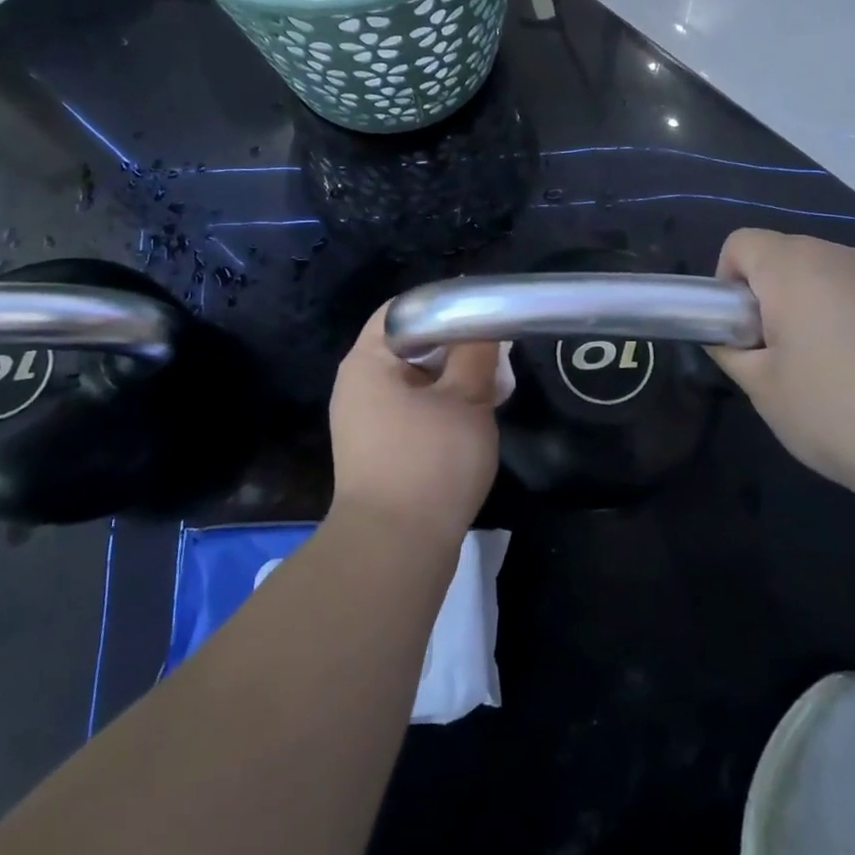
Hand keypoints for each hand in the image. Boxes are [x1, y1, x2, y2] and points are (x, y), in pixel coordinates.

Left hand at [327, 303, 502, 545]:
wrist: (395, 550)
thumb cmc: (429, 462)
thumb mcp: (466, 399)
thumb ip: (477, 354)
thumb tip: (485, 327)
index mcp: (367, 361)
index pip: (402, 310)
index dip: (443, 304)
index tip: (483, 312)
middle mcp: (358, 386)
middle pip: (410, 346)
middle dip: (456, 346)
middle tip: (496, 353)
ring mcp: (365, 422)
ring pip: (416, 382)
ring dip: (454, 380)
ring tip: (494, 387)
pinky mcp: (379, 452)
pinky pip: (413, 413)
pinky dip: (443, 408)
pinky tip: (475, 420)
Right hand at [707, 230, 854, 498]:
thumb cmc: (834, 411)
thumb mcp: (760, 387)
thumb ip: (729, 351)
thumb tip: (725, 338)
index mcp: (793, 267)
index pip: (740, 243)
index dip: (726, 282)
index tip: (737, 329)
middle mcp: (838, 255)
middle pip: (781, 255)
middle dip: (765, 294)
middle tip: (772, 353)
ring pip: (821, 273)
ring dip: (804, 304)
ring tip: (819, 364)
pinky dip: (842, 314)